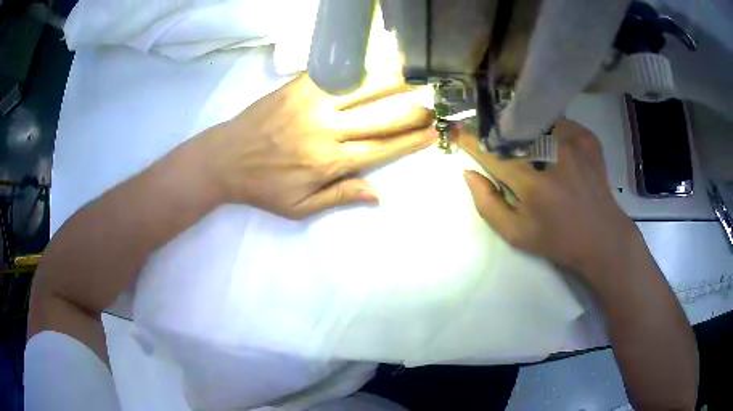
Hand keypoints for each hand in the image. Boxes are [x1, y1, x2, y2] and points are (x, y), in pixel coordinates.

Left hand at [195, 74, 435, 218]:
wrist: (224, 158)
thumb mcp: (299, 207)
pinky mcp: (298, 86)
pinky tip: (377, 61)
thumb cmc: (262, 187)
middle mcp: (327, 130)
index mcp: (329, 162)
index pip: (381, 148)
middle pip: (380, 117)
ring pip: (363, 89)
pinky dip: (359, 66)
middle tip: (434, 104)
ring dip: (393, 82)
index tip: (432, 132)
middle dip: (412, 111)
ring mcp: (312, 103)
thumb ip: (339, 197)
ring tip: (416, 77)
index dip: (409, 140)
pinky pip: (335, 72)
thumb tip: (378, 195)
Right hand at [456, 119, 638, 278]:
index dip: (470, 141)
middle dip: (499, 133)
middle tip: (499, 143)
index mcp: (531, 181)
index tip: (455, 130)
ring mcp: (573, 142)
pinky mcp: (588, 138)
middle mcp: (551, 153)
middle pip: (512, 130)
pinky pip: (560, 123)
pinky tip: (557, 149)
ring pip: (537, 122)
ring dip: (527, 131)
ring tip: (532, 147)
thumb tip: (469, 173)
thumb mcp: (516, 234)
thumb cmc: (558, 240)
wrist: (603, 237)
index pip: (491, 152)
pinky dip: (552, 131)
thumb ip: (488, 204)